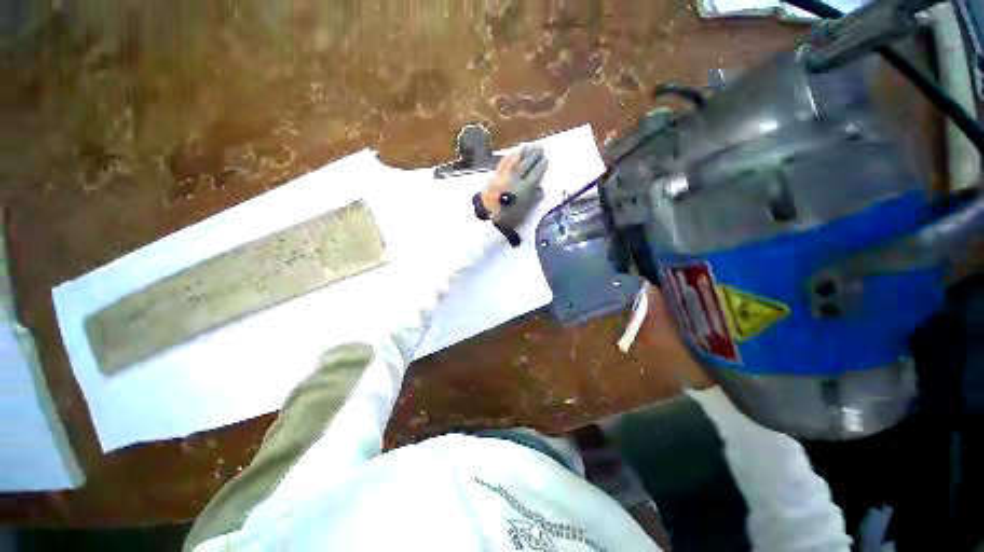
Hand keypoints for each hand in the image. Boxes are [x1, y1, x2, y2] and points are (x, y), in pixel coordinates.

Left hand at [478, 145, 546, 230]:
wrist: (487, 215)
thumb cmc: (508, 216)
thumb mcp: (525, 211)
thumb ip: (534, 199)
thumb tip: (540, 189)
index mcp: (525, 188)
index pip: (535, 173)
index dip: (541, 165)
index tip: (546, 159)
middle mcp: (515, 179)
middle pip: (526, 164)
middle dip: (534, 155)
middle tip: (540, 147)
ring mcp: (504, 175)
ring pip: (515, 161)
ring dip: (522, 152)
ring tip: (528, 146)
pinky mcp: (495, 175)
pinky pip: (504, 162)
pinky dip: (509, 156)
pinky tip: (512, 153)